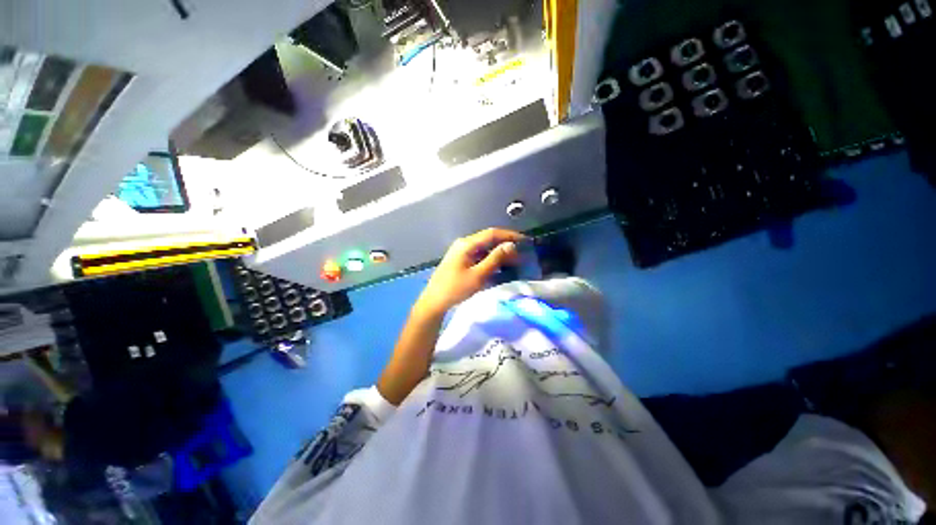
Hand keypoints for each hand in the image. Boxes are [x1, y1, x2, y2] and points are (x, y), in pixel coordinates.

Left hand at [415, 228, 525, 317]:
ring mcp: (462, 252)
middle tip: (522, 256)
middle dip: (506, 246)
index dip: (510, 236)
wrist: (434, 302)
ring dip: (500, 254)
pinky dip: (491, 261)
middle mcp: (464, 244)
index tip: (526, 241)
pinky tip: (500, 268)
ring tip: (514, 263)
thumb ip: (495, 259)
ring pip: (485, 249)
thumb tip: (511, 245)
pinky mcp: (461, 261)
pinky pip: (480, 257)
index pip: (492, 234)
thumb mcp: (478, 275)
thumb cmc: (455, 289)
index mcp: (467, 244)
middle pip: (489, 240)